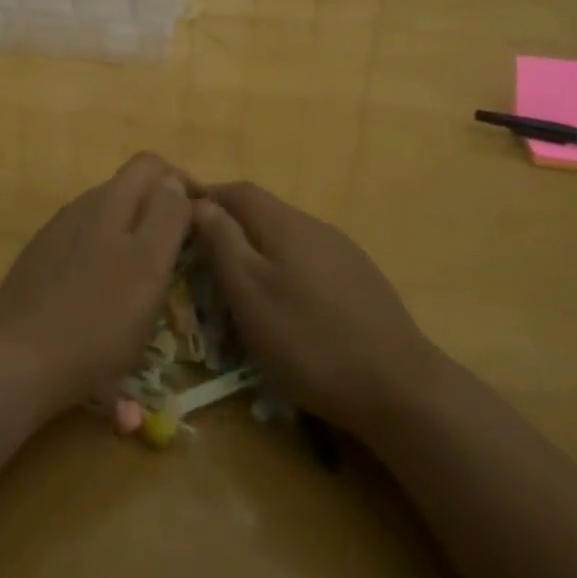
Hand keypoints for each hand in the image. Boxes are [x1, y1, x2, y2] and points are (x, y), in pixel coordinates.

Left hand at [0, 153, 190, 415]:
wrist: (15, 363)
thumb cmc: (97, 318)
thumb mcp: (149, 266)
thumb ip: (166, 216)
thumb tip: (174, 182)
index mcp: (109, 201)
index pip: (151, 164)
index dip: (180, 182)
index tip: (199, 220)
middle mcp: (80, 207)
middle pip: (127, 190)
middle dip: (156, 212)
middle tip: (177, 255)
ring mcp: (54, 236)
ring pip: (104, 221)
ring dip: (130, 238)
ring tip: (143, 281)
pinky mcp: (38, 265)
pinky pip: (82, 248)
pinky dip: (103, 260)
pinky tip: (103, 299)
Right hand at [191, 183, 441, 433]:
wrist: (397, 386)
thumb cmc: (308, 339)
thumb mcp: (250, 291)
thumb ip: (223, 241)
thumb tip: (200, 201)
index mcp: (285, 223)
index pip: (238, 191)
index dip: (207, 197)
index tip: (179, 216)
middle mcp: (316, 227)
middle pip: (264, 212)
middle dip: (230, 226)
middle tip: (202, 257)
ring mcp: (344, 253)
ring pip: (288, 238)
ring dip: (258, 250)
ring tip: (238, 284)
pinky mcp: (361, 282)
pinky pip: (310, 262)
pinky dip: (285, 271)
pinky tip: (286, 305)